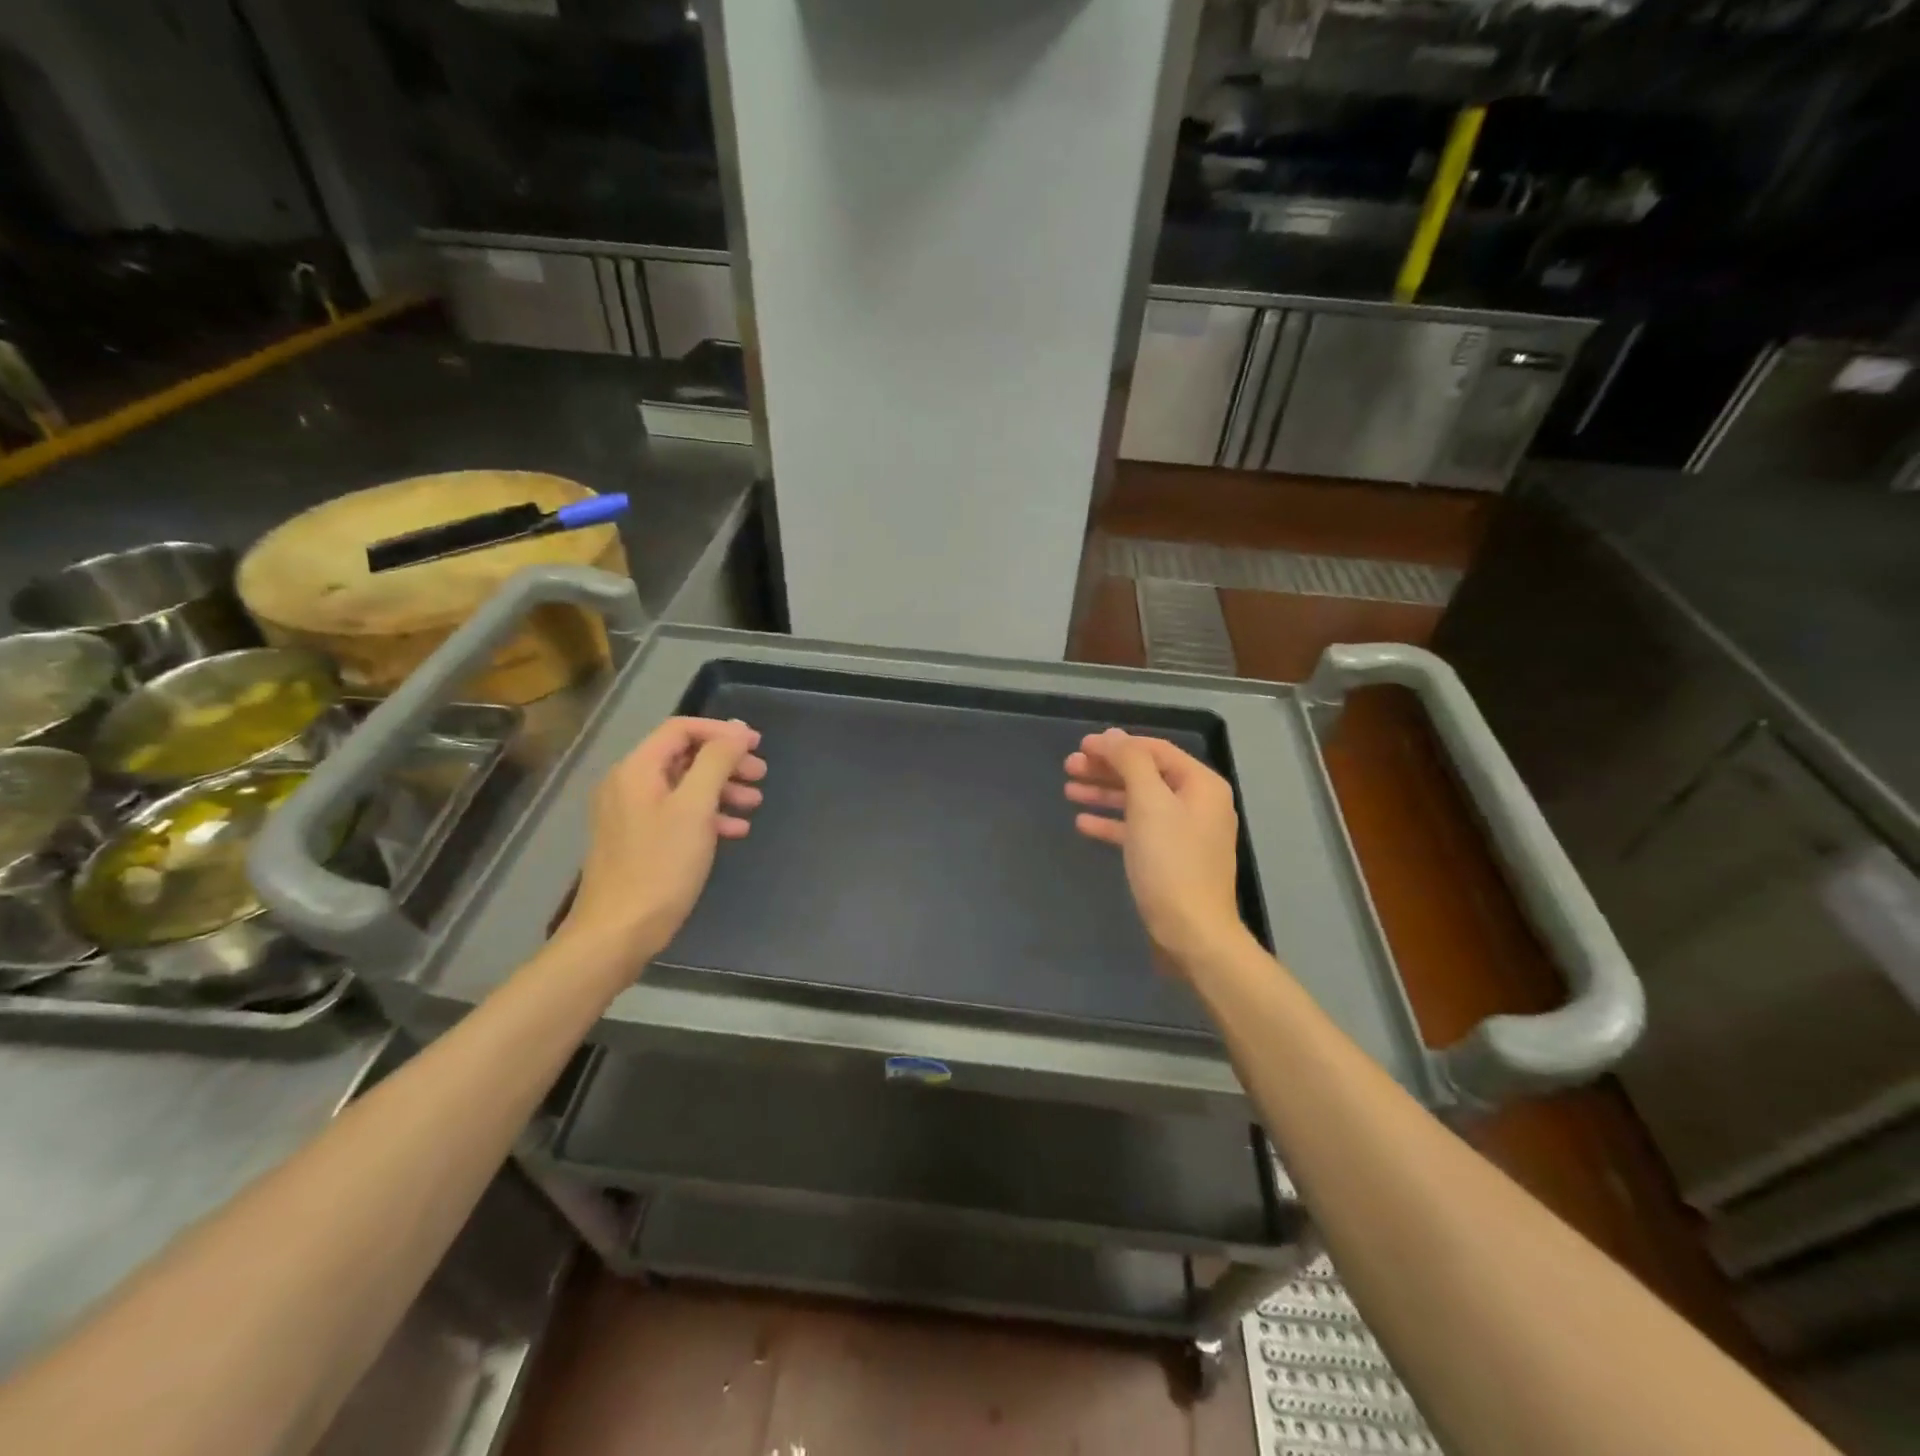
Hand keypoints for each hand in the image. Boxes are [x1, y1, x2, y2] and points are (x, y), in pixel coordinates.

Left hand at [555, 716, 765, 974]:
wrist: (619, 931)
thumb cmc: (660, 866)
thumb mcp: (695, 808)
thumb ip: (716, 762)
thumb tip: (736, 730)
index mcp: (636, 769)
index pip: (680, 729)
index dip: (721, 731)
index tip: (756, 744)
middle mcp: (628, 784)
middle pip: (683, 756)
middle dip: (726, 762)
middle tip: (761, 774)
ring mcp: (630, 814)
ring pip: (684, 786)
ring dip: (721, 789)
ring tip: (755, 803)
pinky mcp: (638, 841)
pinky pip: (677, 814)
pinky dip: (708, 815)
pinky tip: (735, 830)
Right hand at [1064, 729, 1246, 969]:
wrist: (1191, 933)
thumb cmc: (1170, 862)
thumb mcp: (1149, 803)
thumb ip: (1131, 762)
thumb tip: (1113, 736)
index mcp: (1201, 785)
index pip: (1155, 750)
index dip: (1117, 745)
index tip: (1081, 746)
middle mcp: (1197, 804)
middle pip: (1145, 775)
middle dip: (1106, 769)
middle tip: (1068, 767)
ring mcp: (1184, 834)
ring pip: (1138, 803)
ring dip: (1104, 794)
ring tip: (1068, 791)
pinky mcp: (1170, 860)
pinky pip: (1137, 831)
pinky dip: (1112, 823)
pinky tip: (1083, 823)